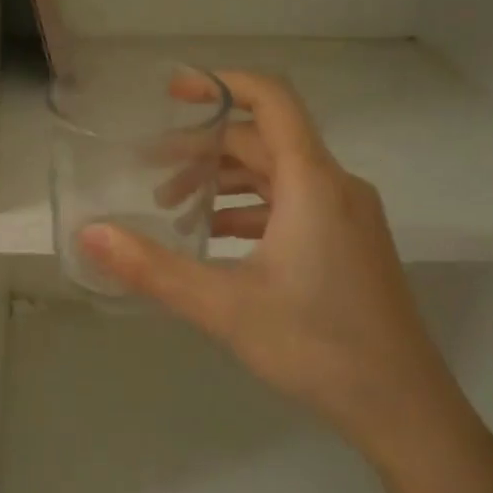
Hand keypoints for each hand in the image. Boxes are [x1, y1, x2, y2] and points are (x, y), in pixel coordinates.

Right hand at [80, 71, 468, 471]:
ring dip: (224, 182)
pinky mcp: (349, 244)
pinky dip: (249, 210)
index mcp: (312, 183)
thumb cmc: (316, 346)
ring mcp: (347, 216)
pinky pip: (292, 204)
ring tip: (174, 209)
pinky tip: (216, 239)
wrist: (402, 407)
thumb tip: (90, 234)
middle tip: (150, 172)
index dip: (220, 84)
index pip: (271, 100)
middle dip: (204, 150)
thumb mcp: (224, 306)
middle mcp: (335, 186)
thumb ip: (152, 267)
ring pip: (277, 175)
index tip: (172, 93)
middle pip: (264, 141)